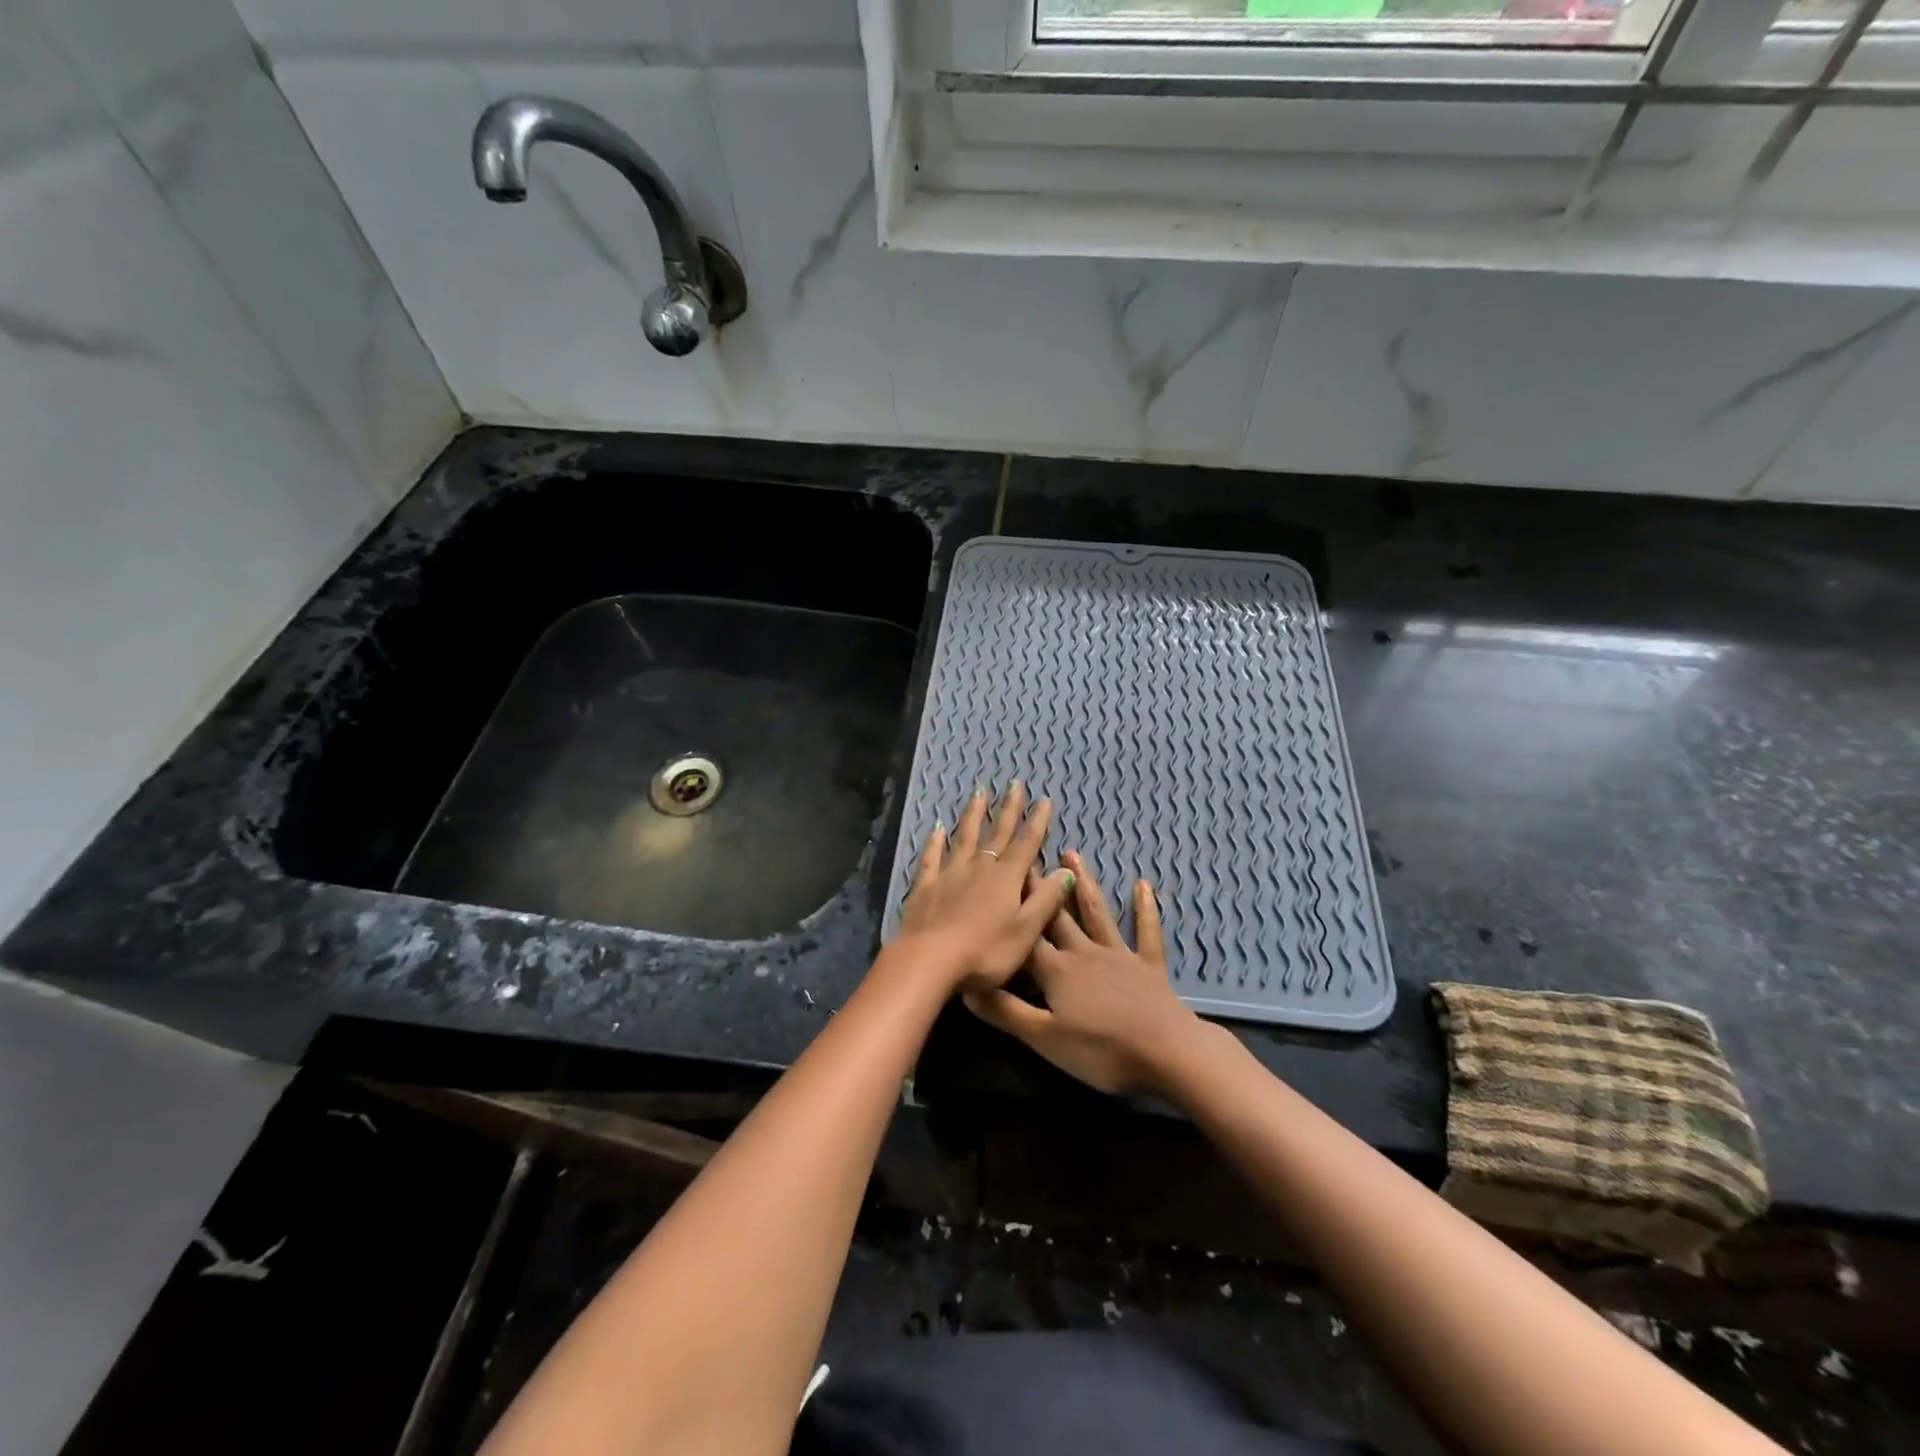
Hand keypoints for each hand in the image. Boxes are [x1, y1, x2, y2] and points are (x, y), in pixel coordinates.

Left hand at [890, 782, 1076, 994]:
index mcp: (1007, 878)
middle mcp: (979, 868)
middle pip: (997, 833)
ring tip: (979, 792)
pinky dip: (935, 841)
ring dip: (973, 814)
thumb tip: (1066, 871)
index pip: (1026, 843)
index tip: (1044, 800)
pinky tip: (936, 828)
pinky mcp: (925, 886)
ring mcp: (949, 874)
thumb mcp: (1026, 931)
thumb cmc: (985, 952)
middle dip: (1008, 809)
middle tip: (1014, 784)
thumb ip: (1046, 900)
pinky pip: (931, 857)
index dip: (1037, 822)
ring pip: (964, 837)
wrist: (929, 961)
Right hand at [963, 850, 1213, 1095]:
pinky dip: (1145, 908)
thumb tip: (966, 988)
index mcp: (1056, 970)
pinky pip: (1146, 931)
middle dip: (1040, 888)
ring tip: (1071, 854)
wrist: (1167, 1052)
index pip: (1025, 936)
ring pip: (1095, 913)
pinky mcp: (1149, 965)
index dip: (1011, 911)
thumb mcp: (1044, 1038)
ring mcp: (1119, 954)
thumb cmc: (1101, 1050)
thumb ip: (1005, 1011)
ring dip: (1083, 884)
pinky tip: (1143, 884)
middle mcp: (1083, 952)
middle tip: (1027, 855)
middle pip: (1056, 916)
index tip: (997, 881)